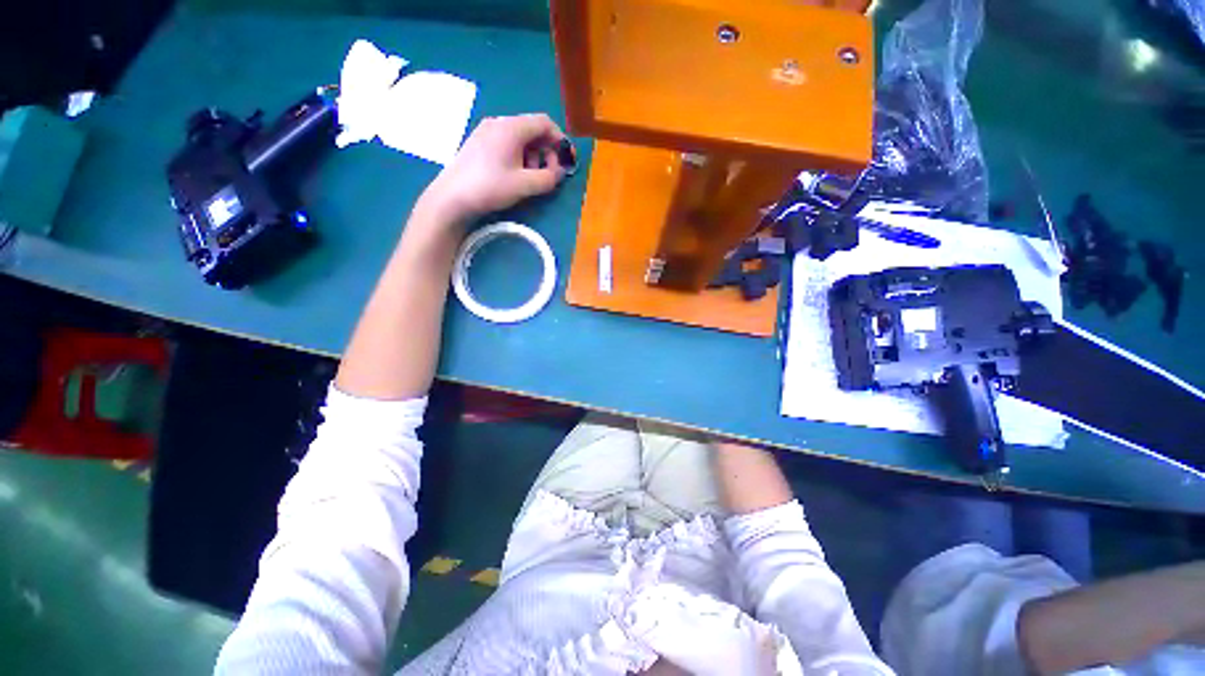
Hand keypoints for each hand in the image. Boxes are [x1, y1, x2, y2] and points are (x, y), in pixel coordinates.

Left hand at [419, 113, 569, 221]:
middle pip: (532, 129)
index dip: (560, 139)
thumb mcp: (525, 185)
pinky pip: (506, 143)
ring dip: (532, 156)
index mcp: (511, 127)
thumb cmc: (490, 187)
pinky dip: (518, 156)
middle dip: (546, 151)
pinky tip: (514, 175)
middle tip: (547, 174)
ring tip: (529, 178)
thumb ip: (548, 178)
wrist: (451, 197)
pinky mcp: (479, 143)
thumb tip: (559, 172)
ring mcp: (486, 131)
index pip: (544, 122)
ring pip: (520, 137)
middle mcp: (499, 122)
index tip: (567, 159)